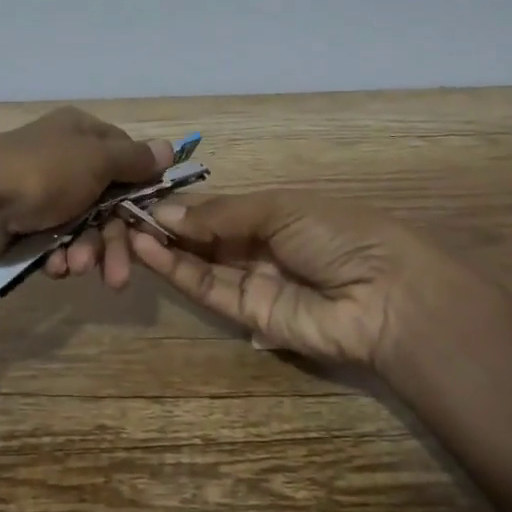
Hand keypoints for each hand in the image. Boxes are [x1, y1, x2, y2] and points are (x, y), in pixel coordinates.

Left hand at [0, 107, 173, 286]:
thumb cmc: (41, 174)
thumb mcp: (95, 160)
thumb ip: (134, 160)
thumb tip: (169, 148)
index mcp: (82, 133)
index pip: (127, 159)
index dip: (141, 191)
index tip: (152, 223)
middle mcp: (65, 158)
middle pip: (109, 200)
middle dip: (115, 240)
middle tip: (119, 276)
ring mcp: (44, 191)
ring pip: (85, 226)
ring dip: (88, 251)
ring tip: (76, 268)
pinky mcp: (25, 222)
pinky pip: (57, 240)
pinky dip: (60, 255)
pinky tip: (54, 267)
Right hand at [128, 190, 508, 372]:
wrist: (385, 295)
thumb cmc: (338, 234)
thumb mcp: (279, 209)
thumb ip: (221, 214)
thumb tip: (167, 213)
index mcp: (275, 214)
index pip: (219, 208)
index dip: (185, 203)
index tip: (145, 196)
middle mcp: (261, 247)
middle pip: (205, 236)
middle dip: (169, 225)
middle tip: (126, 215)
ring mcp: (254, 282)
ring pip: (200, 263)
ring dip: (165, 248)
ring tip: (128, 231)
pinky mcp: (249, 316)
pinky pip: (208, 289)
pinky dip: (178, 271)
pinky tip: (149, 250)